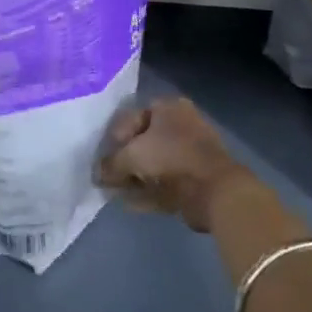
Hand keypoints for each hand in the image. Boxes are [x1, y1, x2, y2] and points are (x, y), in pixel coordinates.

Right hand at [94, 96, 258, 231]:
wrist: (215, 190)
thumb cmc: (170, 159)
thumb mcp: (131, 157)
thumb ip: (110, 164)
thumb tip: (97, 174)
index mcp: (168, 108)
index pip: (132, 116)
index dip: (115, 137)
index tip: (105, 156)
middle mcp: (181, 124)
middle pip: (144, 141)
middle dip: (125, 160)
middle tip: (109, 176)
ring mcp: (191, 152)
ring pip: (154, 163)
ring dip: (135, 178)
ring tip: (116, 192)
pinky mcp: (196, 178)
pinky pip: (165, 182)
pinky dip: (148, 191)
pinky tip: (130, 204)